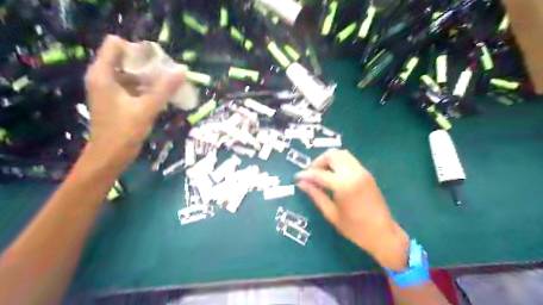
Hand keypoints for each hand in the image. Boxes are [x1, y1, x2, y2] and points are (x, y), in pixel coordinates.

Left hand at [85, 34, 185, 170]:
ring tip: (169, 85)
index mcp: (103, 74)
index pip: (116, 45)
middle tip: (168, 74)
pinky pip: (133, 86)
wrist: (110, 156)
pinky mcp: (117, 100)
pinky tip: (162, 96)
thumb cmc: (124, 131)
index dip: (138, 49)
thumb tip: (182, 70)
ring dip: (150, 78)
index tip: (158, 62)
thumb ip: (165, 88)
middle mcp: (103, 77)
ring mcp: (110, 89)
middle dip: (148, 65)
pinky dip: (147, 88)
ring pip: (131, 74)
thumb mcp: (147, 108)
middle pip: (126, 59)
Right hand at [299, 149, 409, 270]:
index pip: (319, 173)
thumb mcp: (331, 214)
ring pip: (342, 154)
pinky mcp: (366, 173)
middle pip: (332, 155)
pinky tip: (334, 175)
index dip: (306, 174)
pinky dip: (338, 162)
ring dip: (329, 159)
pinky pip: (349, 160)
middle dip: (318, 162)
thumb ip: (316, 195)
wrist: (383, 234)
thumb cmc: (355, 229)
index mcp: (344, 185)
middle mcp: (354, 173)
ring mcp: (362, 171)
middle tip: (311, 174)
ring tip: (322, 173)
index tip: (297, 178)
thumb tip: (301, 183)